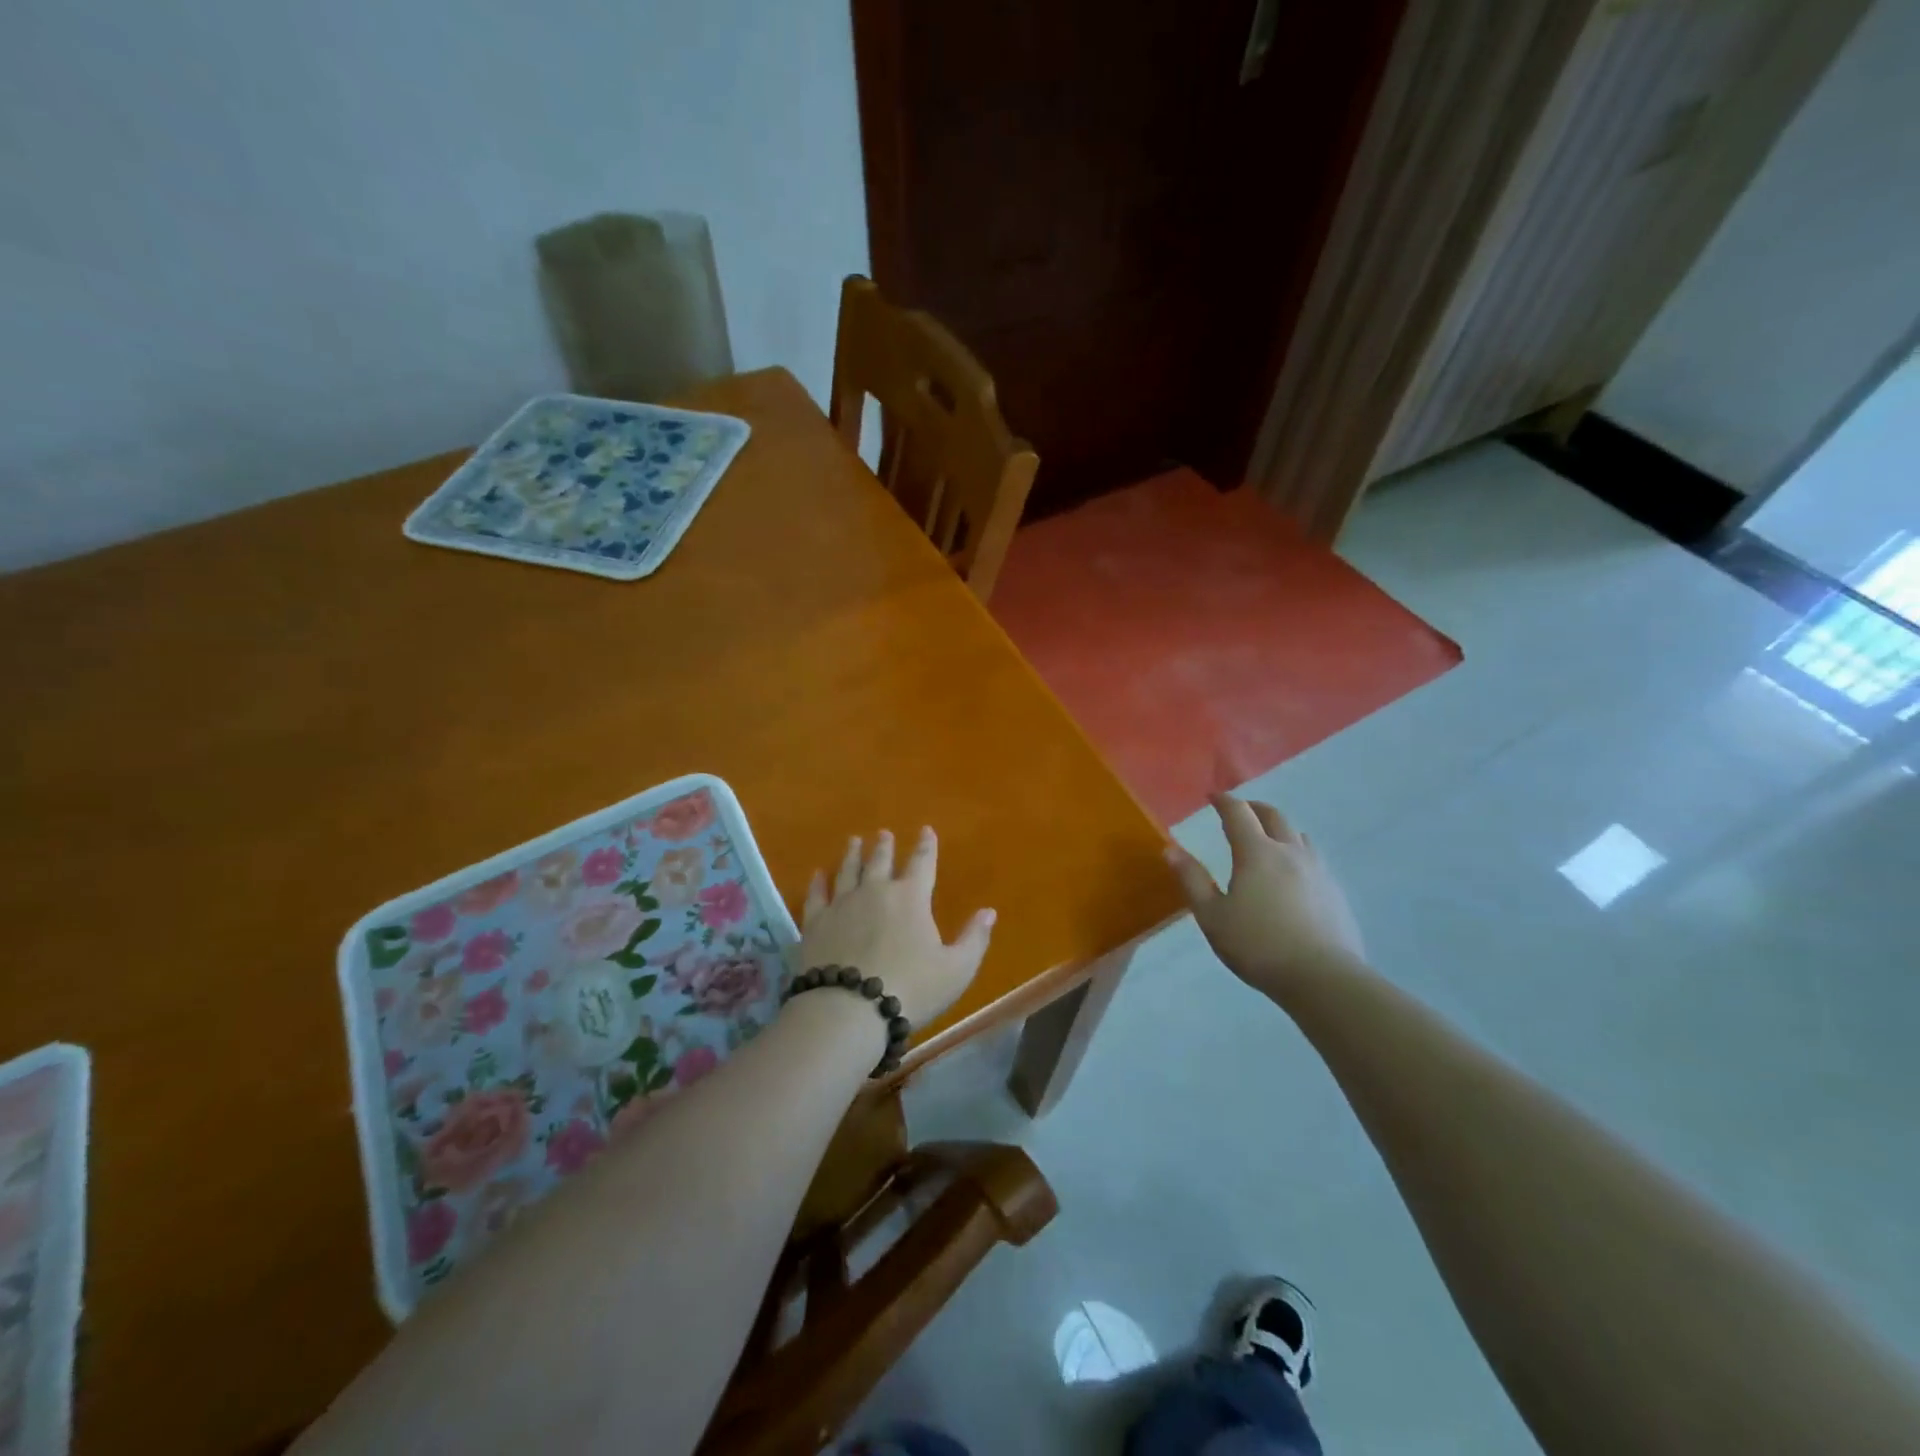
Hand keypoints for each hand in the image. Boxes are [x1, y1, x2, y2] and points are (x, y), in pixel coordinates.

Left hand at [797, 827, 994, 1026]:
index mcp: (911, 898)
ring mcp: (842, 905)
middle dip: (884, 846)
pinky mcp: (816, 923)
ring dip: (852, 855)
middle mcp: (876, 891)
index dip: (926, 846)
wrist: (849, 1010)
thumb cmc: (911, 989)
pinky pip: (817, 895)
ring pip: (848, 871)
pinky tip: (818, 874)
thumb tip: (989, 911)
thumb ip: (974, 938)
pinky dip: (818, 882)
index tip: (926, 830)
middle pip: (880, 861)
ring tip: (854, 842)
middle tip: (883, 833)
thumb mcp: (956, 969)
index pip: (922, 863)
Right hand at [1166, 795, 1364, 998]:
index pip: (1238, 814)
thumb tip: (1170, 849)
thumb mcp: (1212, 916)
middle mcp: (1290, 852)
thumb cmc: (1258, 945)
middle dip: (1254, 808)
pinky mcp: (1336, 892)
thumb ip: (1192, 880)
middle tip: (1240, 811)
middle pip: (1274, 816)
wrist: (1323, 978)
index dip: (1224, 802)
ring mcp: (1318, 870)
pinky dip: (1297, 853)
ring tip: (1268, 840)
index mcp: (1257, 853)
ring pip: (1298, 836)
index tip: (1213, 796)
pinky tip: (1293, 875)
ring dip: (1280, 829)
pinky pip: (1314, 859)